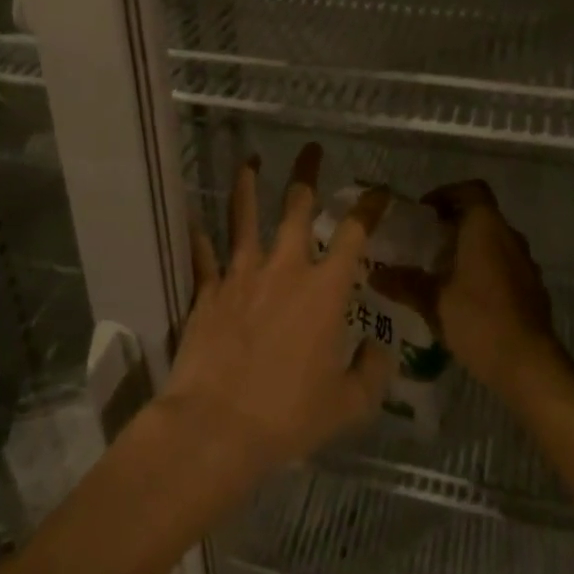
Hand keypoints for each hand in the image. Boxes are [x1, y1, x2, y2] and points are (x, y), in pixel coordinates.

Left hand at [159, 144, 394, 480]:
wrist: (217, 425)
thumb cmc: (288, 415)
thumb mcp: (348, 405)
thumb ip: (372, 374)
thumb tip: (380, 351)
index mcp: (324, 291)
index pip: (353, 235)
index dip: (369, 208)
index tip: (378, 191)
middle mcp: (285, 270)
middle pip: (297, 208)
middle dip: (306, 175)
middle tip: (310, 149)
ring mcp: (241, 275)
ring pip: (244, 218)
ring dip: (248, 186)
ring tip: (250, 162)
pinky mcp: (208, 291)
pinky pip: (203, 256)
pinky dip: (199, 237)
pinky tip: (193, 219)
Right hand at [371, 181, 569, 404]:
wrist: (529, 366)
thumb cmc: (479, 320)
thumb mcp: (433, 301)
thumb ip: (404, 283)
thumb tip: (375, 274)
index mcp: (487, 229)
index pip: (471, 190)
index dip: (446, 194)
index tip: (424, 213)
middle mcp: (510, 238)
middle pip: (482, 216)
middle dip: (453, 224)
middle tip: (424, 244)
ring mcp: (526, 265)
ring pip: (494, 243)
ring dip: (469, 249)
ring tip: (440, 271)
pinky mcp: (532, 290)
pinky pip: (504, 267)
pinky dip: (484, 271)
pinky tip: (464, 298)